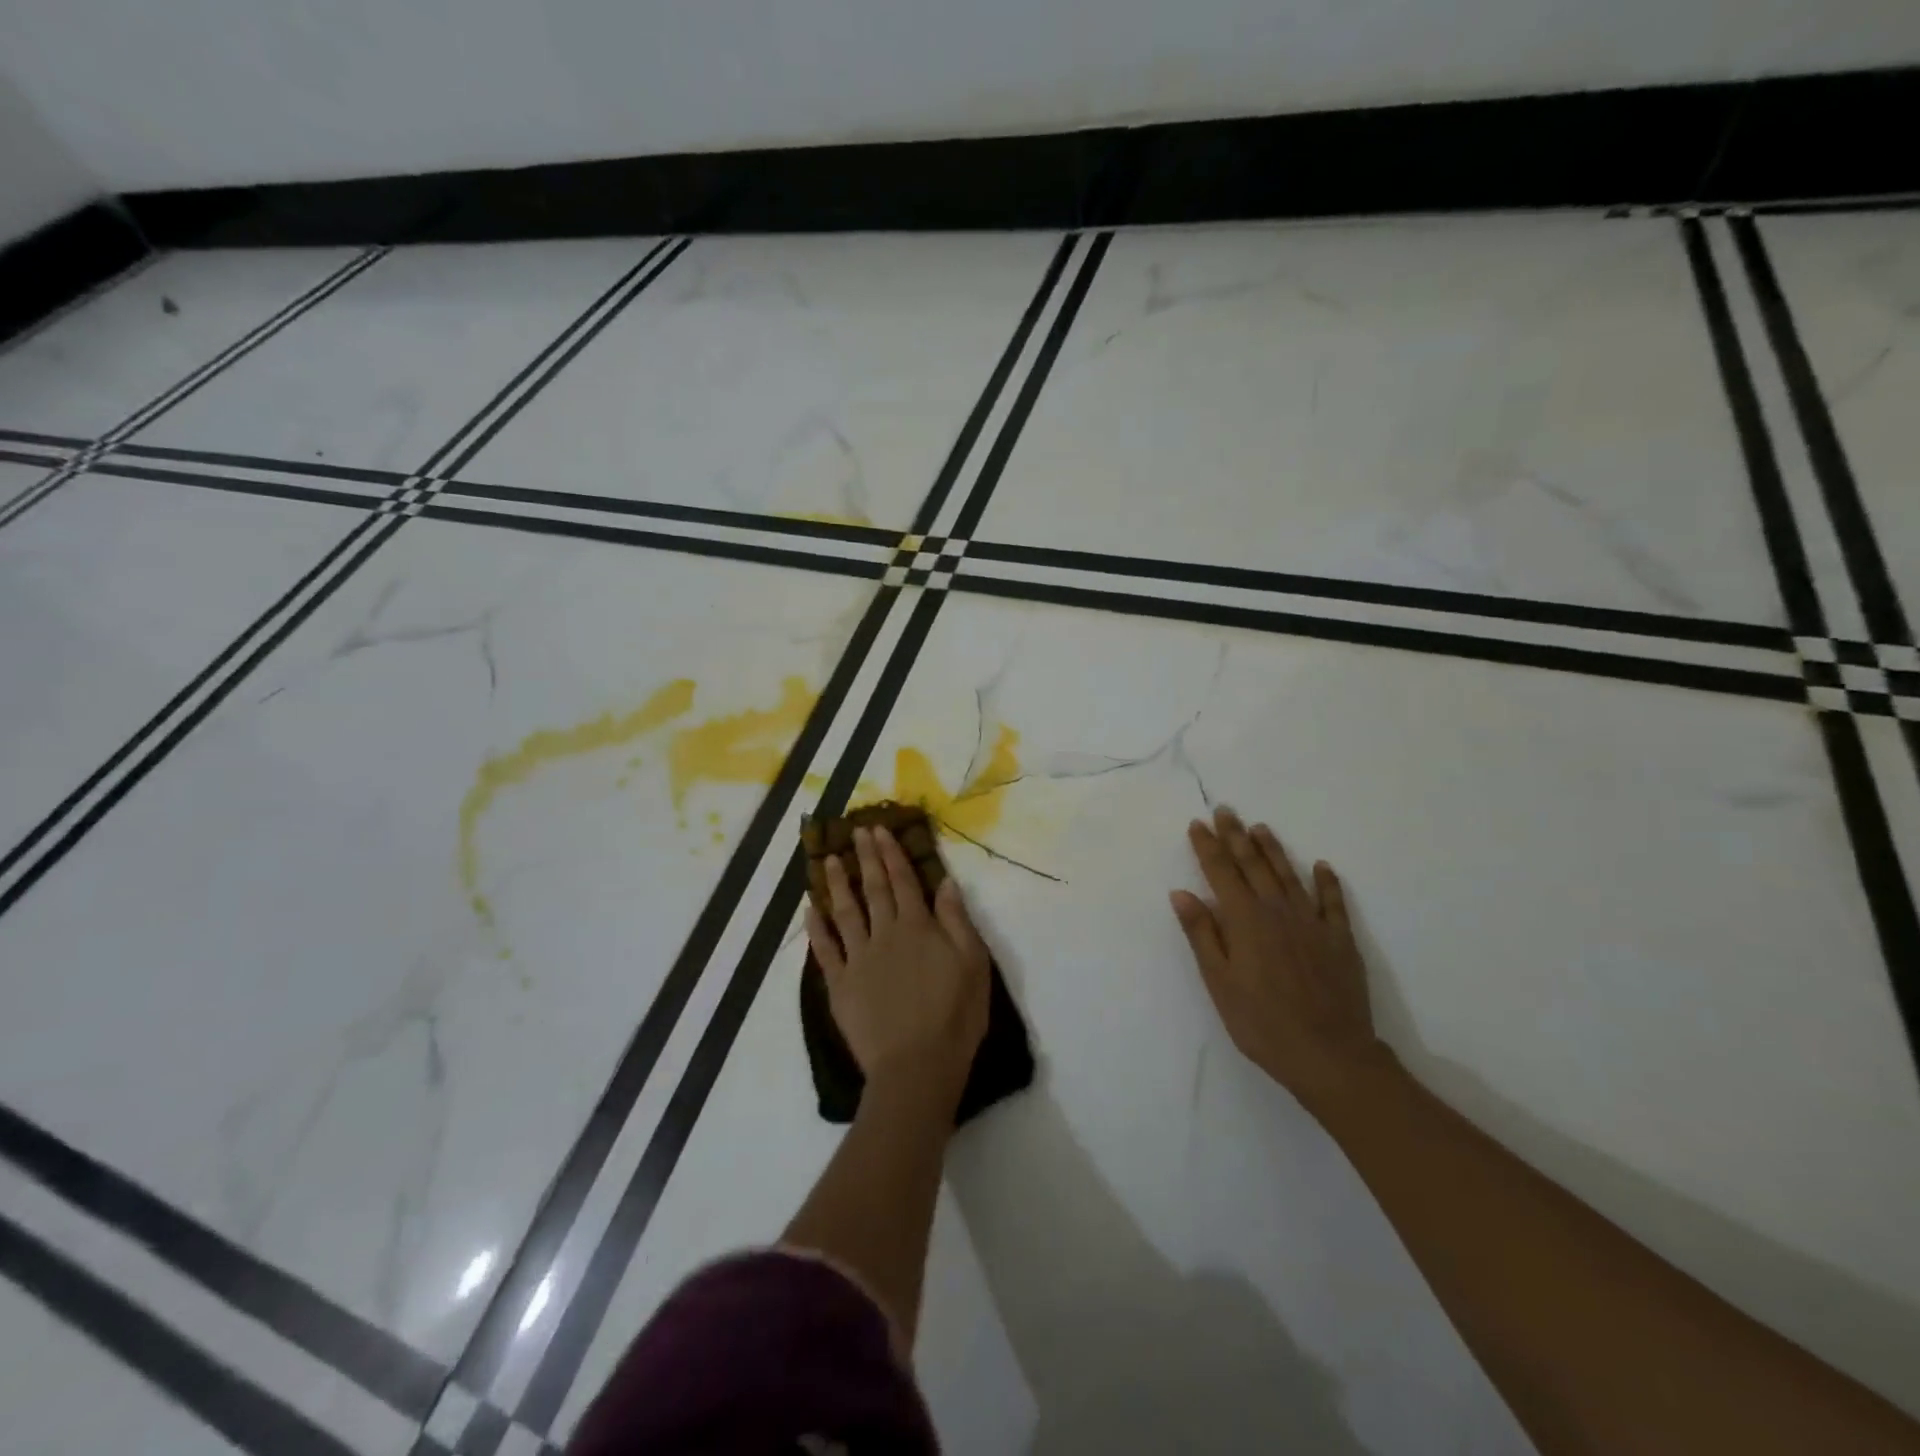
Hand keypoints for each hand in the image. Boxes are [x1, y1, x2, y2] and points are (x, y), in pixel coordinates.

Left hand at [805, 826, 991, 1104]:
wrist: (917, 1066)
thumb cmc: (955, 1016)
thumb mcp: (972, 964)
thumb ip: (956, 921)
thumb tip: (945, 882)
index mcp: (918, 927)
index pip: (902, 881)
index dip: (891, 854)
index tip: (879, 830)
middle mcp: (885, 935)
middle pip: (873, 889)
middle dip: (865, 858)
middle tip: (855, 831)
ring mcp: (858, 959)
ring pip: (845, 912)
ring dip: (837, 884)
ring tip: (828, 860)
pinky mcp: (840, 985)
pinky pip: (825, 951)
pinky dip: (816, 929)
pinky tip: (809, 911)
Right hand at [1171, 806, 1390, 1114]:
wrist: (1330, 1055)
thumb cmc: (1261, 1023)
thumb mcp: (1219, 982)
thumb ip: (1202, 934)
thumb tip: (1182, 893)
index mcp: (1245, 920)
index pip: (1221, 873)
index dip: (1208, 847)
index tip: (1198, 824)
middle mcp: (1277, 911)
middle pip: (1254, 865)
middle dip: (1237, 836)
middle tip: (1226, 811)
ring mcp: (1312, 923)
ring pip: (1289, 875)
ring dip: (1274, 849)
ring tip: (1261, 828)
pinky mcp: (1340, 940)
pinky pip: (1333, 902)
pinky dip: (1327, 882)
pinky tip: (1322, 866)